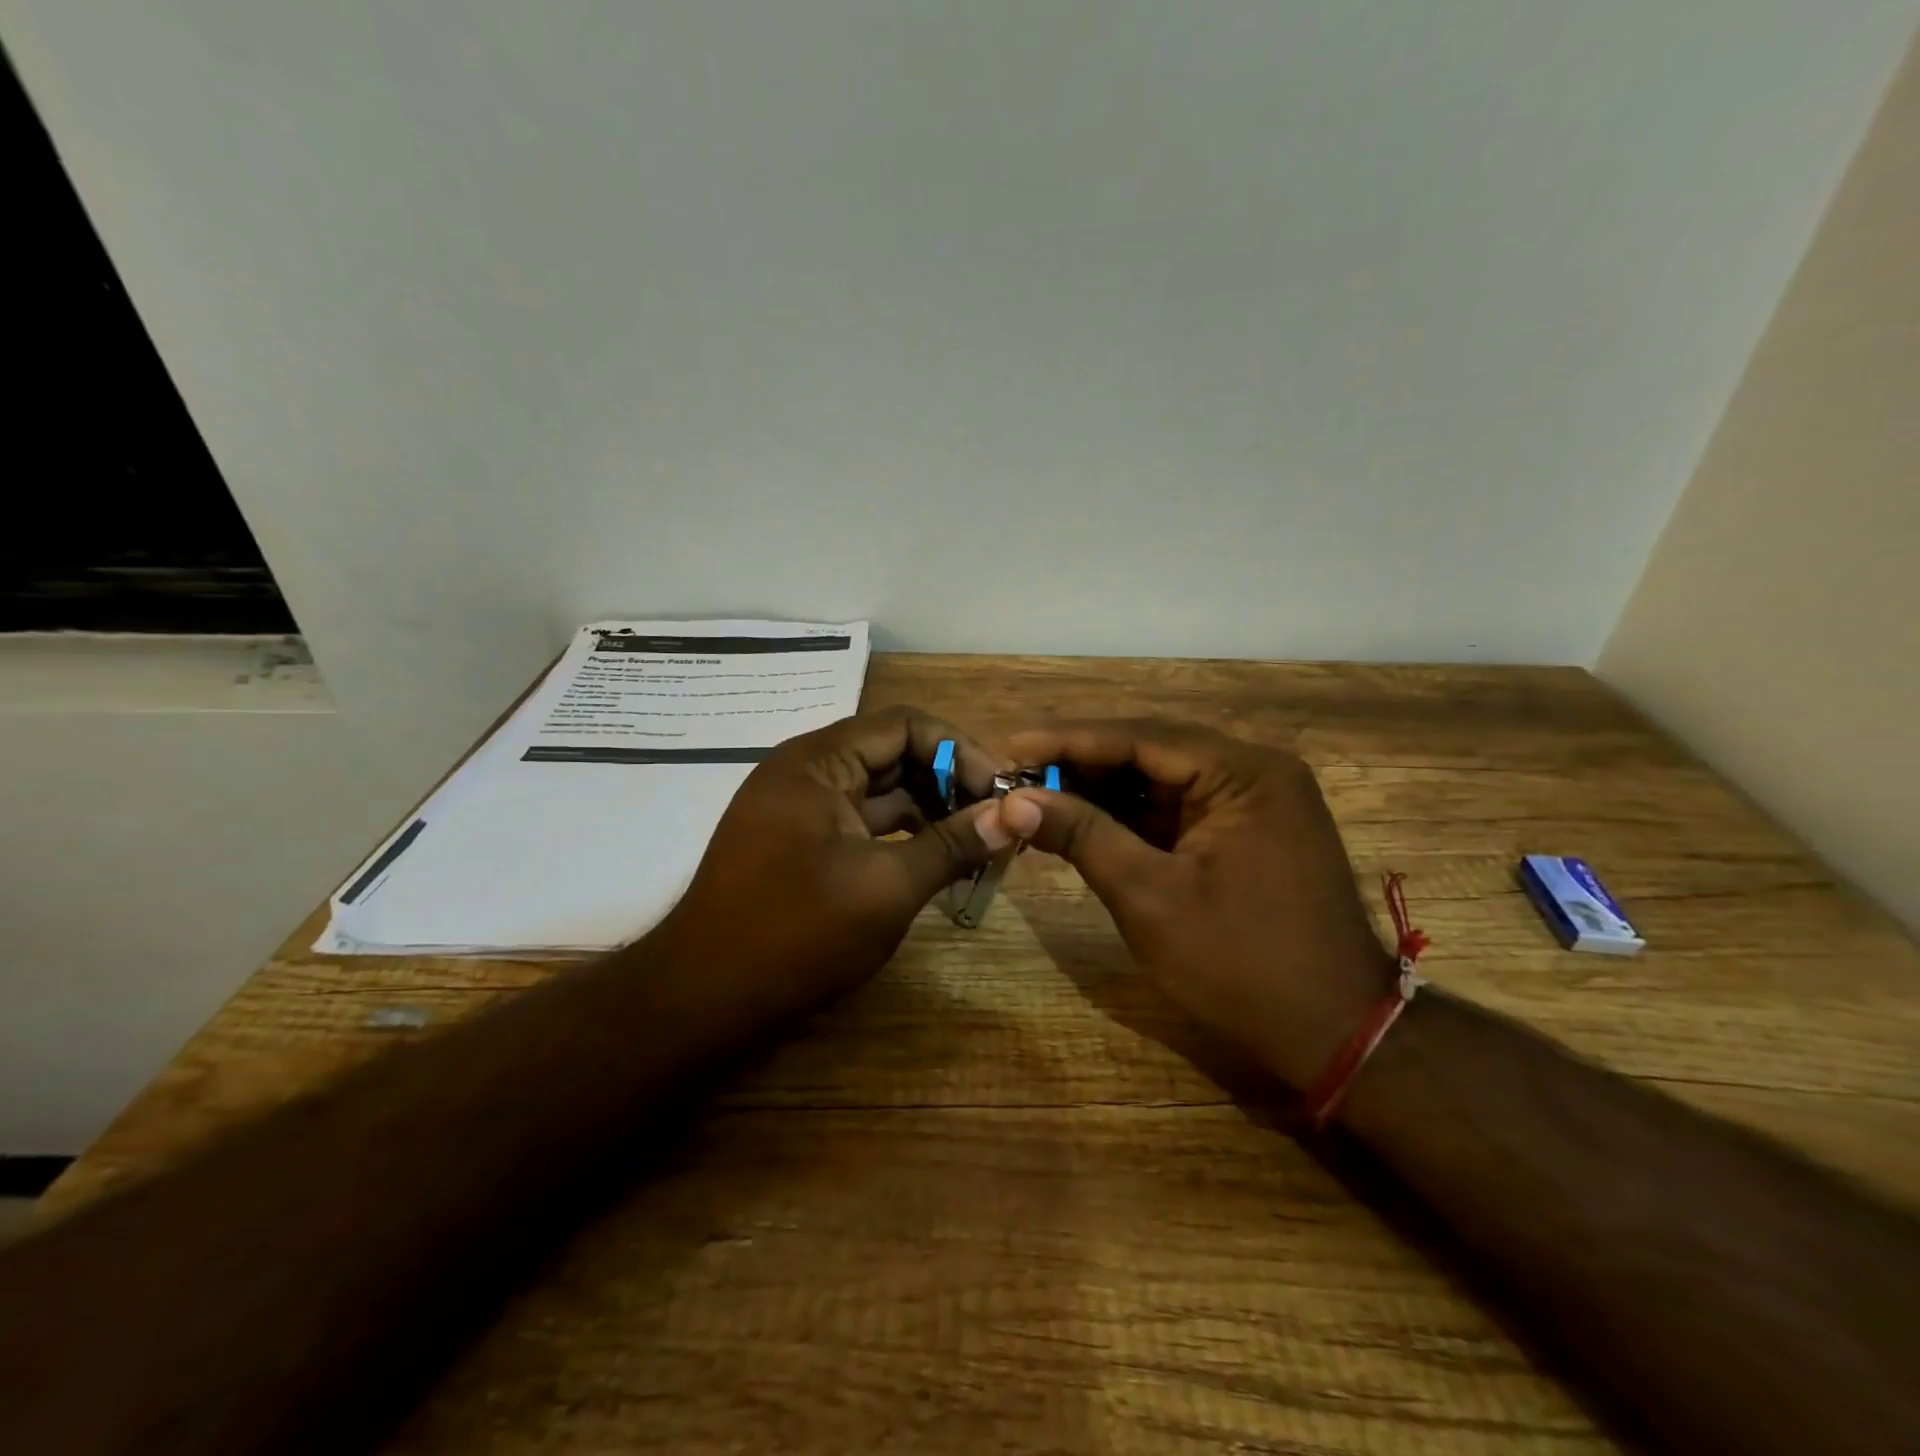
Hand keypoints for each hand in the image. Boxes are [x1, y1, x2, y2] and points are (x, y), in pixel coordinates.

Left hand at [662, 706, 1012, 1021]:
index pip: (905, 725)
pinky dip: (901, 835)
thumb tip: (1014, 816)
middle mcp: (806, 772)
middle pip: (893, 754)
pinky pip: (861, 822)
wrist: (701, 999)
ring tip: (976, 843)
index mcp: (818, 762)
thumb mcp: (886, 888)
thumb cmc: (795, 933)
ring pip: (880, 791)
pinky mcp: (800, 843)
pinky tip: (936, 860)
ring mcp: (800, 809)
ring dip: (929, 811)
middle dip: (948, 782)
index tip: (1000, 790)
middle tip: (995, 820)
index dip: (959, 750)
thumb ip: (952, 845)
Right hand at [1000, 719, 1394, 1087]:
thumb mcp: (1149, 897)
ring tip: (1037, 797)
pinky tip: (1081, 822)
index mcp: (1244, 772)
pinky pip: (1176, 811)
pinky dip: (1128, 818)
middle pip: (1150, 753)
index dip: (1069, 740)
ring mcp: (1252, 803)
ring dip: (1101, 791)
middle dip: (1082, 765)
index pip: (1141, 738)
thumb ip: (1082, 836)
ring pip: (1160, 781)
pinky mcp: (1245, 833)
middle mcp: (1253, 772)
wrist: (1334, 1034)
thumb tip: (1014, 801)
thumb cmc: (1241, 963)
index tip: (1012, 745)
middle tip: (1018, 774)